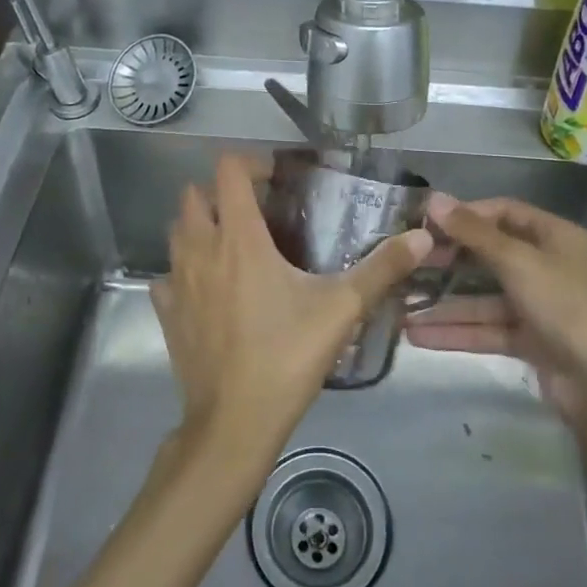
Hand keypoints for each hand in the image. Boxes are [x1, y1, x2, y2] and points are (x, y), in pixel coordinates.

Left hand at [156, 154, 431, 472]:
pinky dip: (184, 270)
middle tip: (257, 211)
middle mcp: (200, 249)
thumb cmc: (286, 356)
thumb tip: (422, 236)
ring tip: (234, 244)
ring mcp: (176, 281)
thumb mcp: (341, 309)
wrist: (233, 423)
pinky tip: (209, 288)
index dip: (252, 164)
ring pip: (176, 231)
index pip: (229, 171)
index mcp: (239, 238)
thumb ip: (382, 268)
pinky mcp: (165, 312)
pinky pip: (166, 274)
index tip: (278, 180)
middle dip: (222, 193)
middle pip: (194, 195)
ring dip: (200, 225)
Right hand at [407, 194, 586, 434]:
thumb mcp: (519, 263)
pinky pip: (487, 329)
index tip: (426, 223)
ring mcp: (538, 306)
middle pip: (490, 254)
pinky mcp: (530, 341)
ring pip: (483, 297)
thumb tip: (434, 199)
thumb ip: (474, 233)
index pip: (504, 212)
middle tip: (408, 264)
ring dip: (446, 303)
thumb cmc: (567, 308)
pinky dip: (457, 331)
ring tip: (401, 306)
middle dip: (449, 260)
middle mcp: (546, 266)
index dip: (466, 215)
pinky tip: (418, 335)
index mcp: (553, 237)